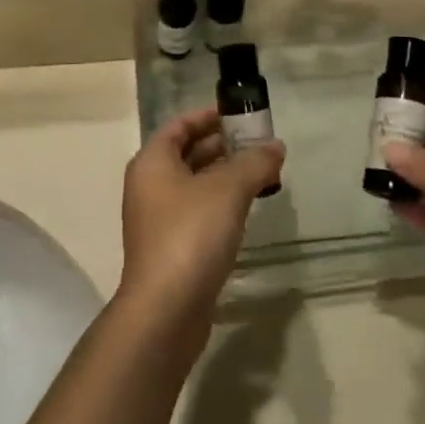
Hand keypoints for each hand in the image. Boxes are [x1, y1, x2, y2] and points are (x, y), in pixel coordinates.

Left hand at [117, 106, 283, 341]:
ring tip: (261, 172)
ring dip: (224, 176)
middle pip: (187, 153)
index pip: (179, 125)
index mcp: (152, 162)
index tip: (240, 114)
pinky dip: (220, 203)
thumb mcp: (228, 190)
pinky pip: (197, 212)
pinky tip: (246, 209)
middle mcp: (149, 186)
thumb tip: (275, 146)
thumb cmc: (191, 234)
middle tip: (259, 143)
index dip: (208, 116)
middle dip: (222, 145)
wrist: (166, 310)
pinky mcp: (171, 248)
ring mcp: (158, 219)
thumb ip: (254, 162)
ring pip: (194, 185)